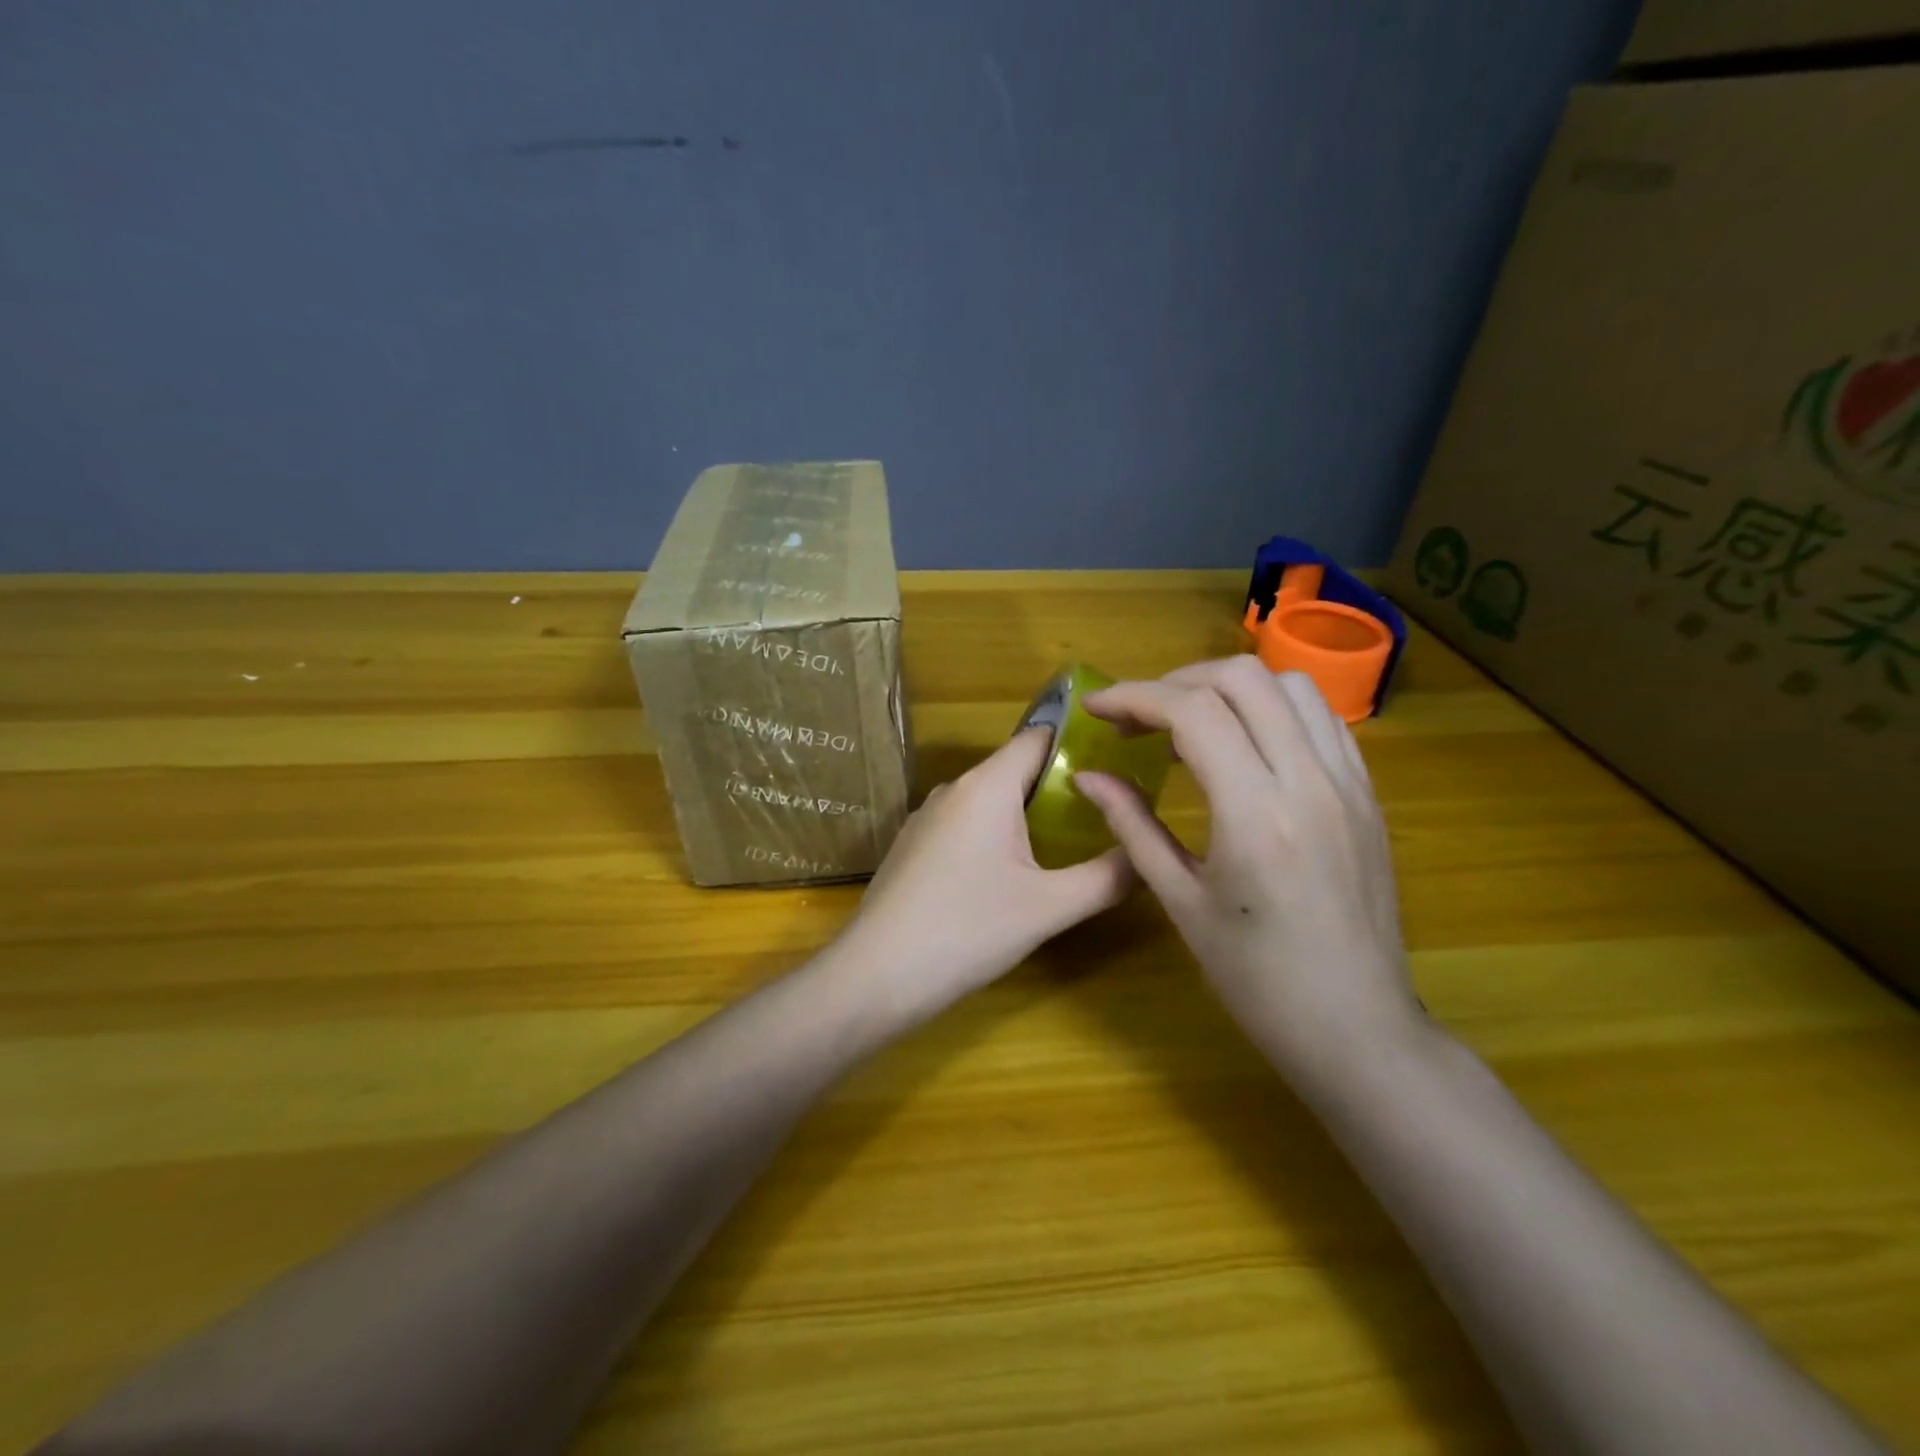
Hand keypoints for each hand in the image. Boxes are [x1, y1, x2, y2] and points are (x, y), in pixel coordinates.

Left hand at [846, 729, 1133, 1018]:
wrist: (875, 975)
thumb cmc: (967, 931)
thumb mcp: (1048, 907)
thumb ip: (1107, 877)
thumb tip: (1148, 854)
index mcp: (986, 786)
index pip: (1039, 735)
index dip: (1080, 742)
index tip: (1118, 761)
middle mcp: (953, 789)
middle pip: (1015, 768)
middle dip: (1060, 785)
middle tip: (1105, 813)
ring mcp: (926, 818)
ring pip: (989, 800)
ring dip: (1028, 814)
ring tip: (1067, 844)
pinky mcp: (913, 847)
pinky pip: (965, 825)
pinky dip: (996, 835)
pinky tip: (1010, 875)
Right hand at [1074, 657, 1421, 1081]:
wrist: (1356, 1027)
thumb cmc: (1256, 978)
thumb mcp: (1180, 901)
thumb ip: (1132, 825)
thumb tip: (1088, 776)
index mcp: (1255, 814)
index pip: (1192, 712)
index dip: (1134, 697)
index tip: (1097, 709)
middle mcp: (1309, 781)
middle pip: (1243, 678)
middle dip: (1177, 681)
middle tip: (1140, 718)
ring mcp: (1348, 783)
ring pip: (1290, 685)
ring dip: (1230, 688)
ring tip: (1191, 724)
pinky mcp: (1368, 794)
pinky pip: (1322, 718)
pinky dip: (1274, 708)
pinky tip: (1246, 744)